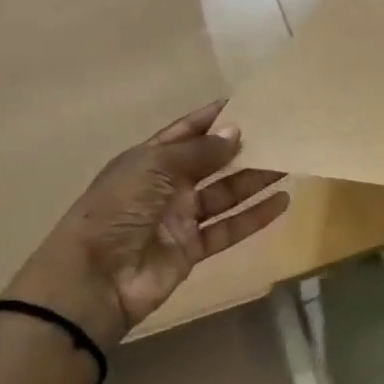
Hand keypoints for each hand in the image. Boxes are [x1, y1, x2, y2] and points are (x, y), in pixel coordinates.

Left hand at [6, 100, 289, 346]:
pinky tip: (282, 201)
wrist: (94, 279)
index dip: (213, 118)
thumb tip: (237, 133)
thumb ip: (200, 152)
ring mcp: (180, 219)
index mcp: (148, 160)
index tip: (248, 103)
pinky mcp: (192, 249)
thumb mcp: (155, 167)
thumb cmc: (119, 209)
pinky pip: (229, 228)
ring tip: (289, 162)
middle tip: (279, 133)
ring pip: (226, 194)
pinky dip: (255, 216)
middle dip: (242, 148)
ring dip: (255, 179)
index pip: (186, 132)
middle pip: (211, 162)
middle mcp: (166, 186)